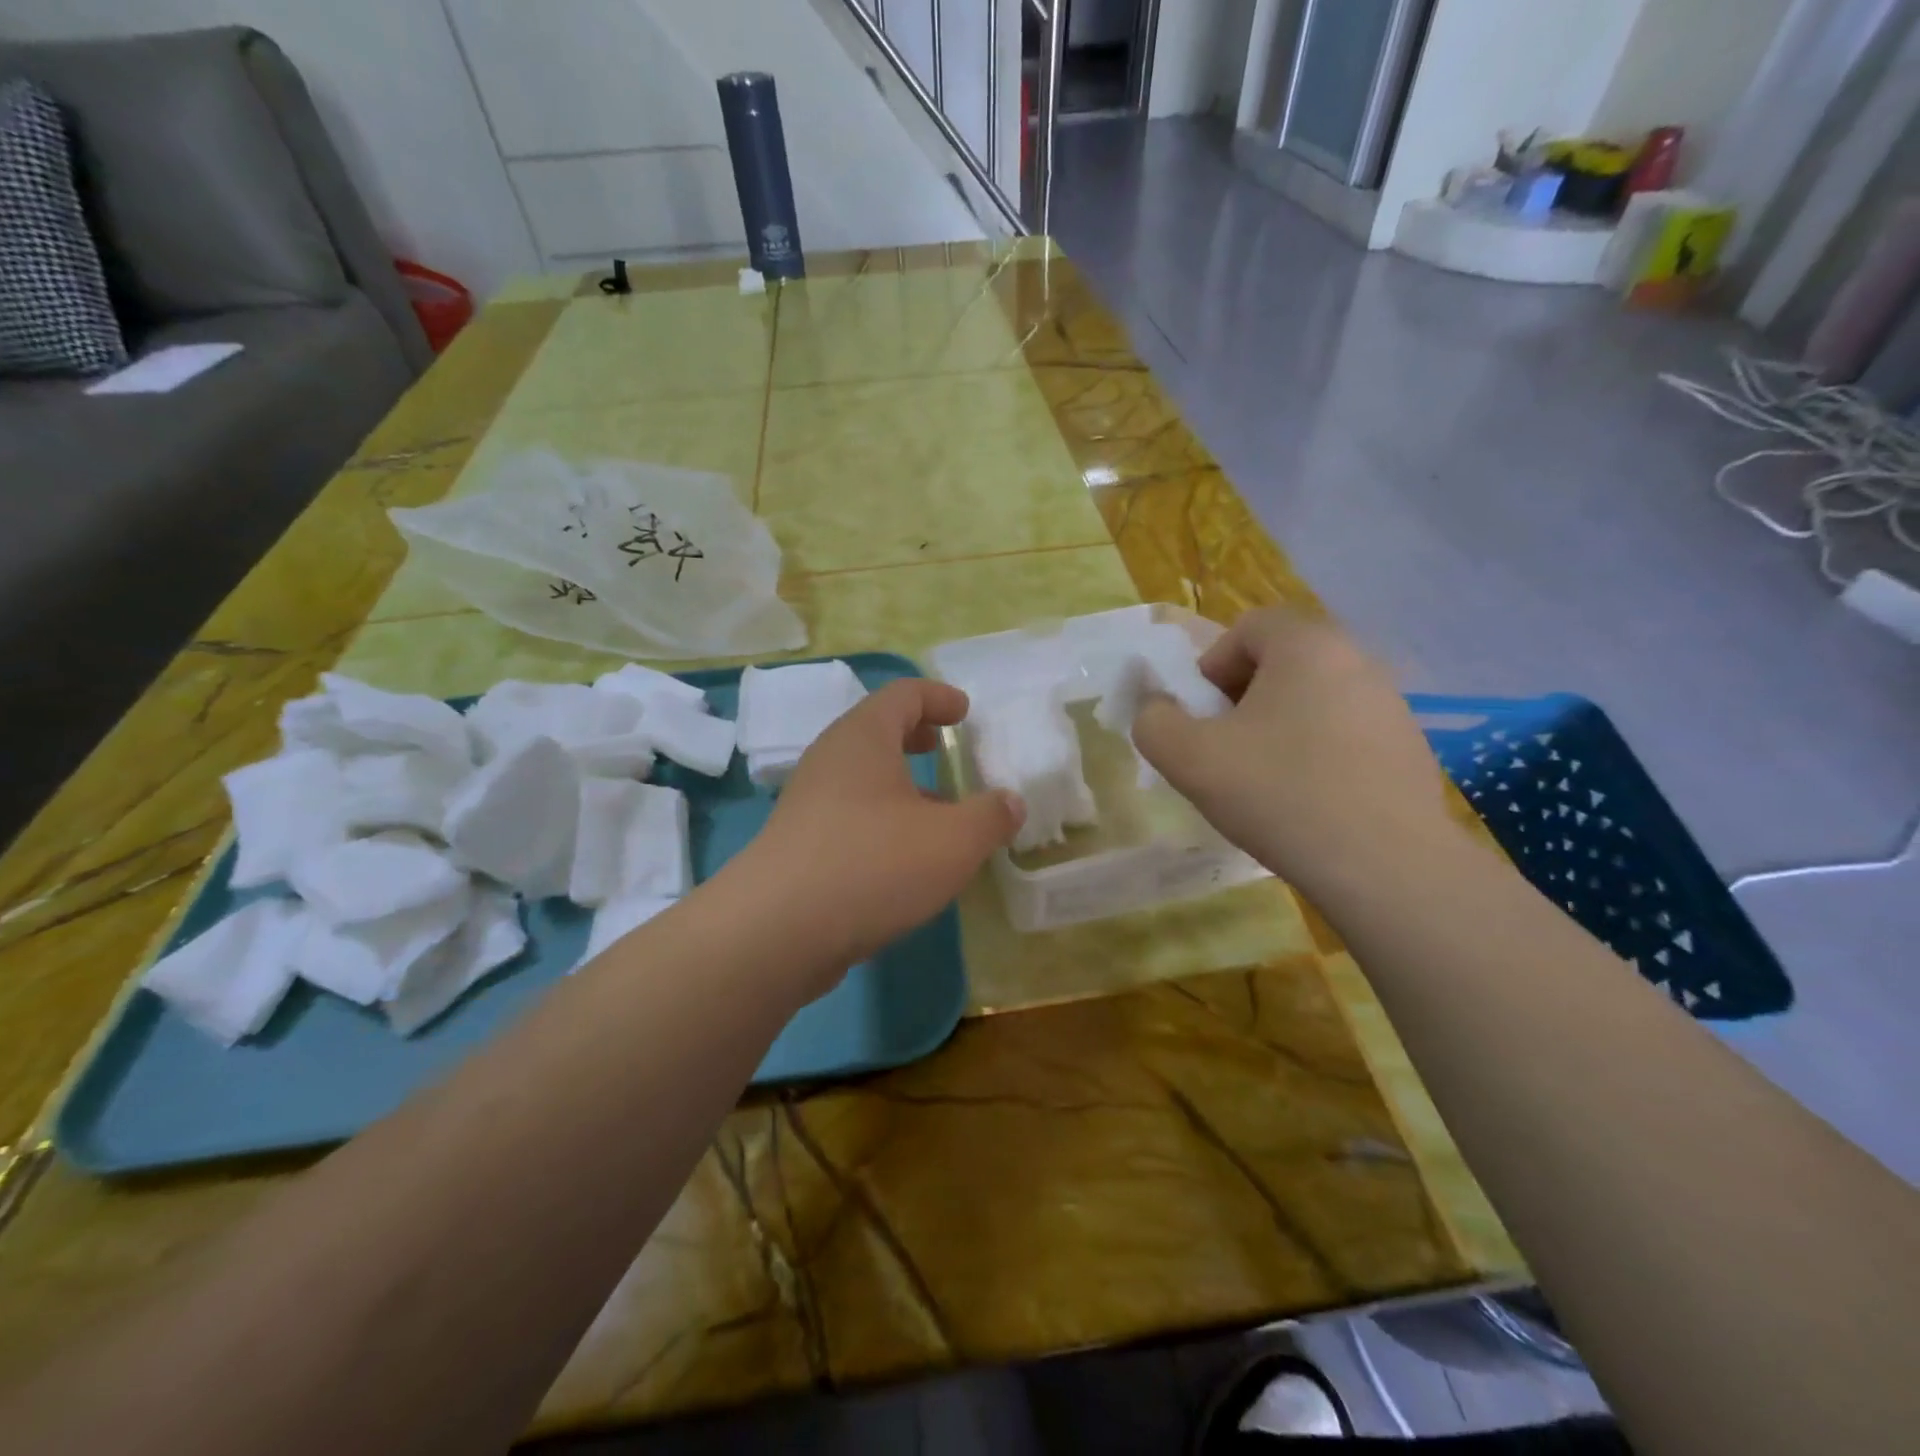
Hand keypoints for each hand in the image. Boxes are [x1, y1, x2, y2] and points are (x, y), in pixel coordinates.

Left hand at [728, 679, 1022, 990]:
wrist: (776, 931)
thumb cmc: (873, 864)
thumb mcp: (953, 840)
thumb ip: (990, 816)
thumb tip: (1010, 802)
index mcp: (863, 738)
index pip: (902, 694)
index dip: (938, 696)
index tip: (964, 711)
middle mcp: (830, 760)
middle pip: (876, 731)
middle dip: (914, 736)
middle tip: (943, 747)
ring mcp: (808, 804)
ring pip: (862, 779)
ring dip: (900, 786)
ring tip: (937, 811)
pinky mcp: (798, 845)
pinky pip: (849, 816)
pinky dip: (881, 820)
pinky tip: (905, 858)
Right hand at [1131, 609, 1452, 896]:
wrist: (1385, 867)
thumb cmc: (1279, 794)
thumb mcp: (1188, 758)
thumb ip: (1154, 721)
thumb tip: (1156, 709)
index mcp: (1307, 646)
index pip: (1248, 627)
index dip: (1211, 666)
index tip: (1202, 717)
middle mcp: (1357, 660)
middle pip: (1282, 661)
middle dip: (1243, 698)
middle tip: (1226, 748)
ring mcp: (1392, 704)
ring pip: (1315, 698)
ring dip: (1280, 726)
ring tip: (1266, 779)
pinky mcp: (1410, 747)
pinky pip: (1346, 732)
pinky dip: (1318, 752)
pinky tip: (1309, 800)